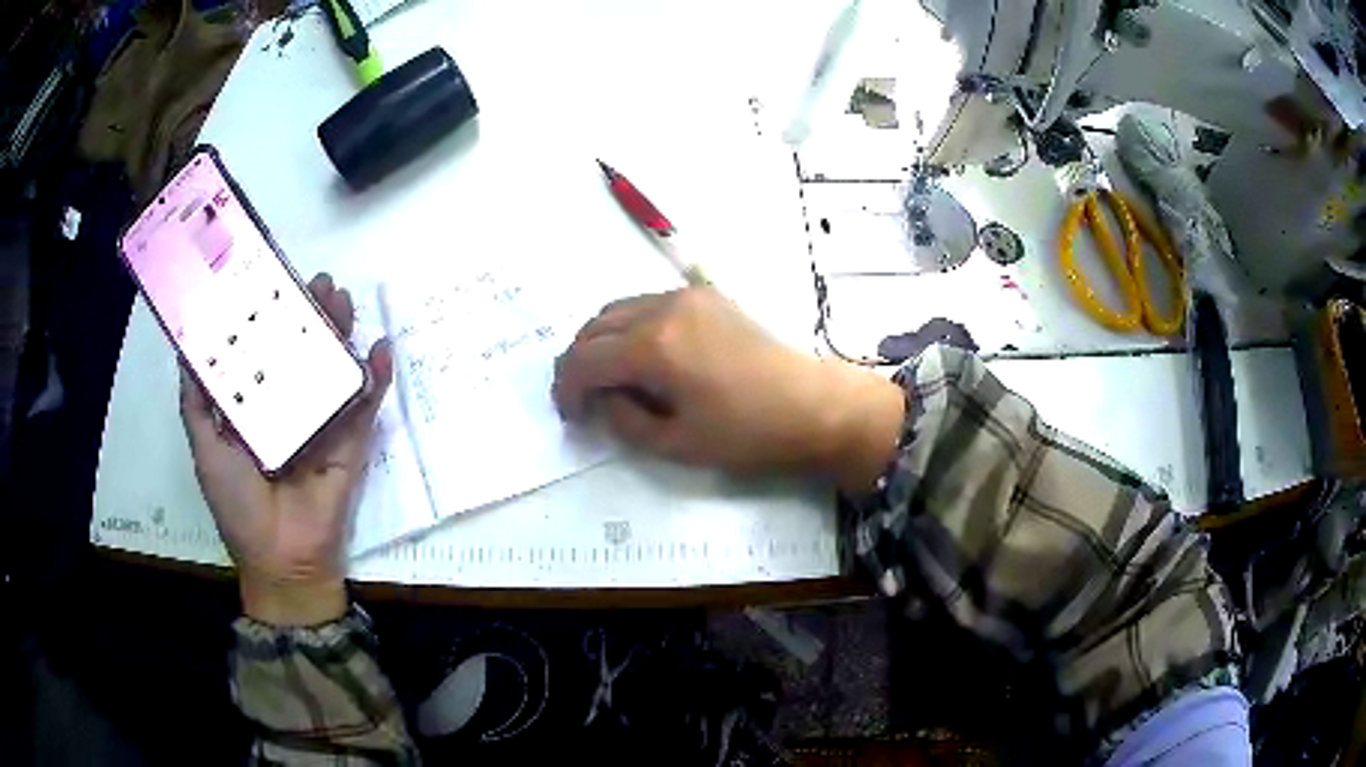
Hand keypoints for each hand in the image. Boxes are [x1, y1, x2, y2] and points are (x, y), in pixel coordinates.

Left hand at [180, 273, 392, 626]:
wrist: (280, 557)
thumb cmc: (236, 503)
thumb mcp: (204, 448)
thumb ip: (196, 402)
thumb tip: (186, 348)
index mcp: (255, 406)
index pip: (263, 351)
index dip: (268, 316)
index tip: (272, 282)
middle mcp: (288, 406)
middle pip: (302, 351)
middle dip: (310, 315)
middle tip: (317, 283)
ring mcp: (323, 422)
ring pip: (333, 368)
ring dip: (341, 333)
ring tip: (341, 300)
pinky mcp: (351, 443)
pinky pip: (364, 405)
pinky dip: (375, 378)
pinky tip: (380, 348)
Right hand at [552, 288, 903, 491]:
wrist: (811, 404)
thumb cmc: (747, 433)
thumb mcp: (675, 443)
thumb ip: (623, 420)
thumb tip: (602, 399)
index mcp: (653, 346)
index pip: (584, 359)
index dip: (567, 389)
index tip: (571, 417)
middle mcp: (663, 308)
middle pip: (595, 327)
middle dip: (580, 363)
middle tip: (586, 400)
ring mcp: (686, 295)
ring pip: (619, 309)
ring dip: (603, 342)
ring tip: (613, 379)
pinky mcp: (705, 295)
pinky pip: (648, 304)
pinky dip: (631, 327)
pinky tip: (645, 357)